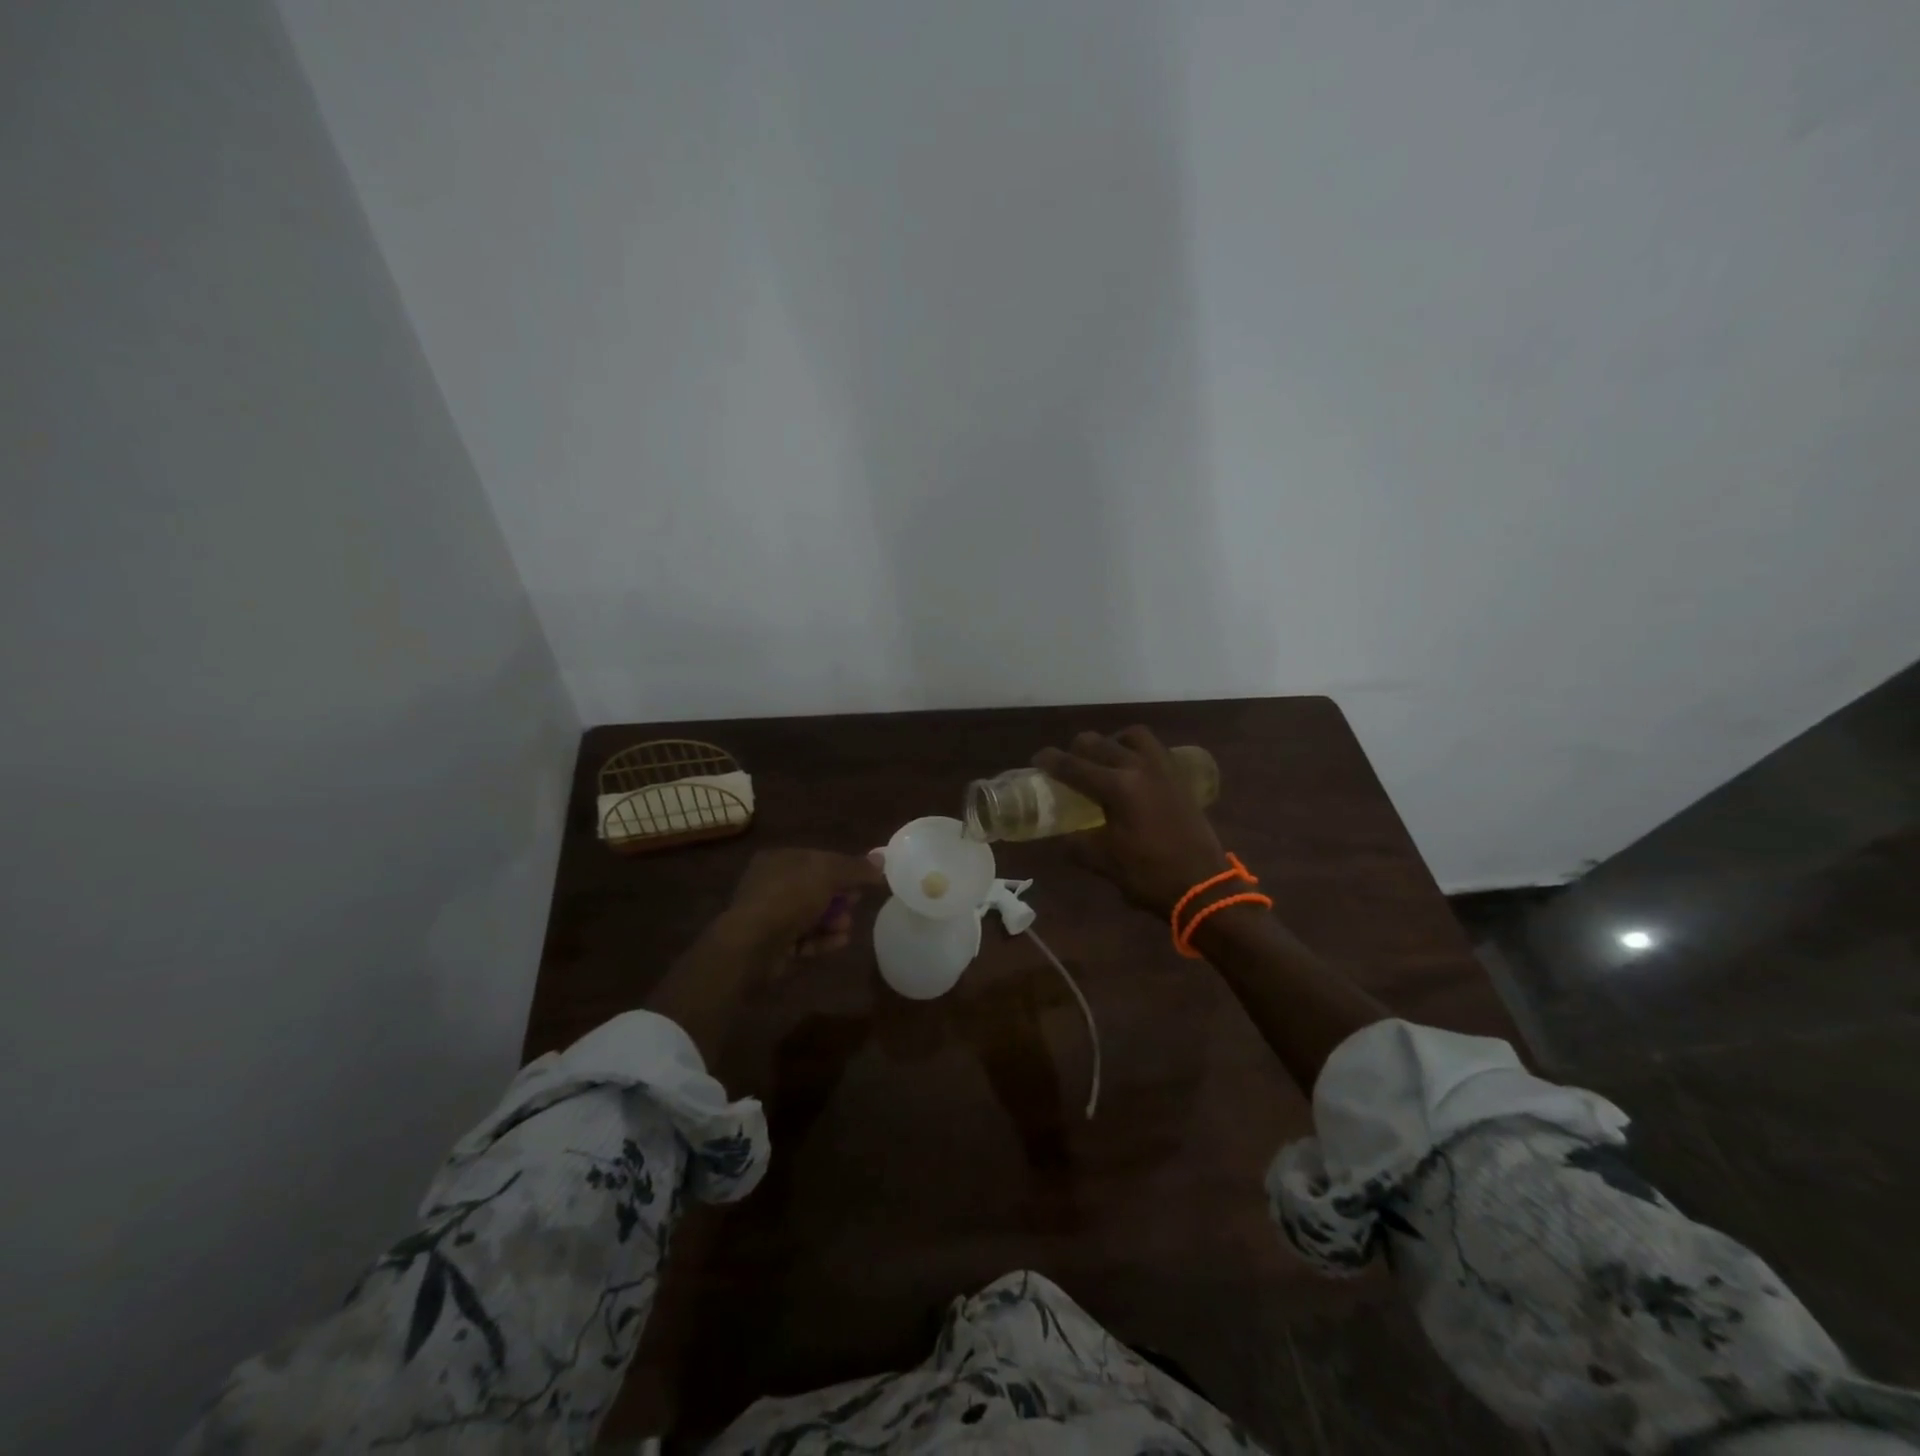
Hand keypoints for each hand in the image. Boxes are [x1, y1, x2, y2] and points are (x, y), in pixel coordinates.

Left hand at [723, 847, 883, 959]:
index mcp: (779, 859)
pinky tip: (840, 942)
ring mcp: (770, 916)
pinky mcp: (773, 944)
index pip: (817, 859)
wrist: (752, 945)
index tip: (864, 880)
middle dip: (840, 897)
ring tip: (847, 928)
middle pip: (815, 888)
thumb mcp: (828, 874)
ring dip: (833, 920)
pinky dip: (822, 939)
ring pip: (810, 915)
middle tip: (856, 903)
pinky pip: (804, 938)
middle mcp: (771, 884)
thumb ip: (856, 867)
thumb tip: (882, 859)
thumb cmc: (789, 898)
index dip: (843, 868)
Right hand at [1034, 727, 1230, 916]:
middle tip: (1068, 764)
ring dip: (1112, 742)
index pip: (1074, 766)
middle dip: (1077, 749)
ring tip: (1104, 760)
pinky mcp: (1180, 778)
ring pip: (1133, 737)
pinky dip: (1137, 751)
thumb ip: (1077, 843)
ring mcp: (1163, 770)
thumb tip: (1061, 835)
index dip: (1051, 761)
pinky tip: (1133, 772)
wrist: (1203, 886)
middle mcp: (1139, 768)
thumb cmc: (1149, 875)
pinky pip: (1154, 750)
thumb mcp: (1104, 861)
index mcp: (1117, 787)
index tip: (1037, 760)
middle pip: (1100, 743)